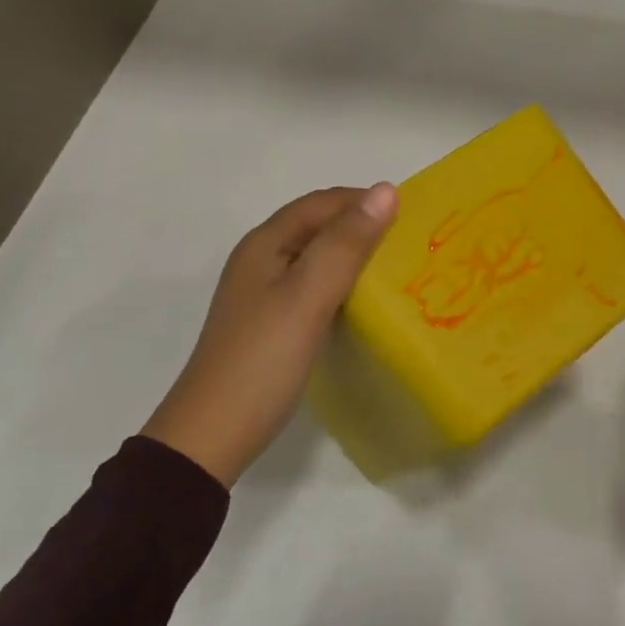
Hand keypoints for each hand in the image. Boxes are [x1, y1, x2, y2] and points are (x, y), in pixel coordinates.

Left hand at [143, 184, 397, 486]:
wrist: (213, 435)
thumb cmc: (263, 359)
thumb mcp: (308, 296)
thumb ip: (346, 243)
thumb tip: (385, 190)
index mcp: (265, 243)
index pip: (322, 202)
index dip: (364, 202)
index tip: (412, 220)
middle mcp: (261, 259)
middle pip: (318, 226)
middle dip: (362, 226)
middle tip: (410, 246)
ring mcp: (264, 293)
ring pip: (318, 257)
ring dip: (354, 256)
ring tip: (396, 271)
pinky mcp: (272, 322)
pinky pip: (314, 287)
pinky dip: (343, 284)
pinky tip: (365, 303)